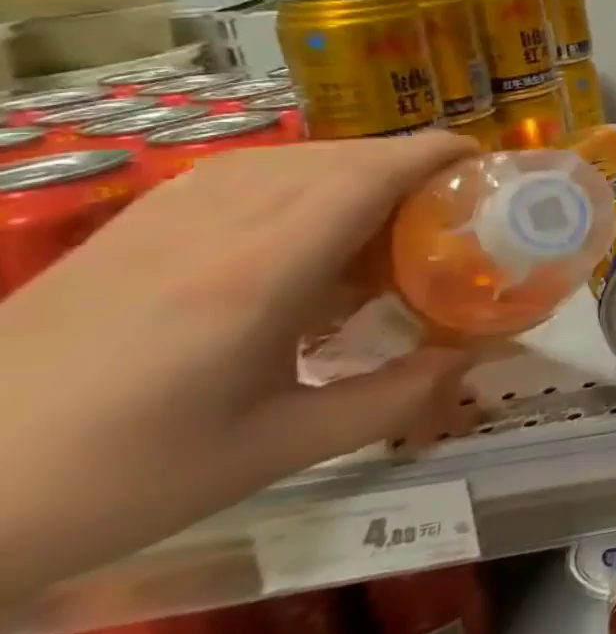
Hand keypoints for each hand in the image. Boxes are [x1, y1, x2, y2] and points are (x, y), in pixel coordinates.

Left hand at [0, 133, 481, 609]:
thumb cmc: (112, 479)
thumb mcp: (271, 452)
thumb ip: (389, 399)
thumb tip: (471, 362)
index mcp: (259, 273)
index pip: (367, 176)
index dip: (435, 155)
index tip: (486, 162)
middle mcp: (216, 226)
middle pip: (337, 158)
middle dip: (409, 163)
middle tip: (454, 204)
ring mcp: (162, 222)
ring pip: (289, 158)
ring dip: (356, 168)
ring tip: (391, 212)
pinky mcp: (128, 231)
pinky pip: (241, 174)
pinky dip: (301, 178)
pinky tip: (306, 221)